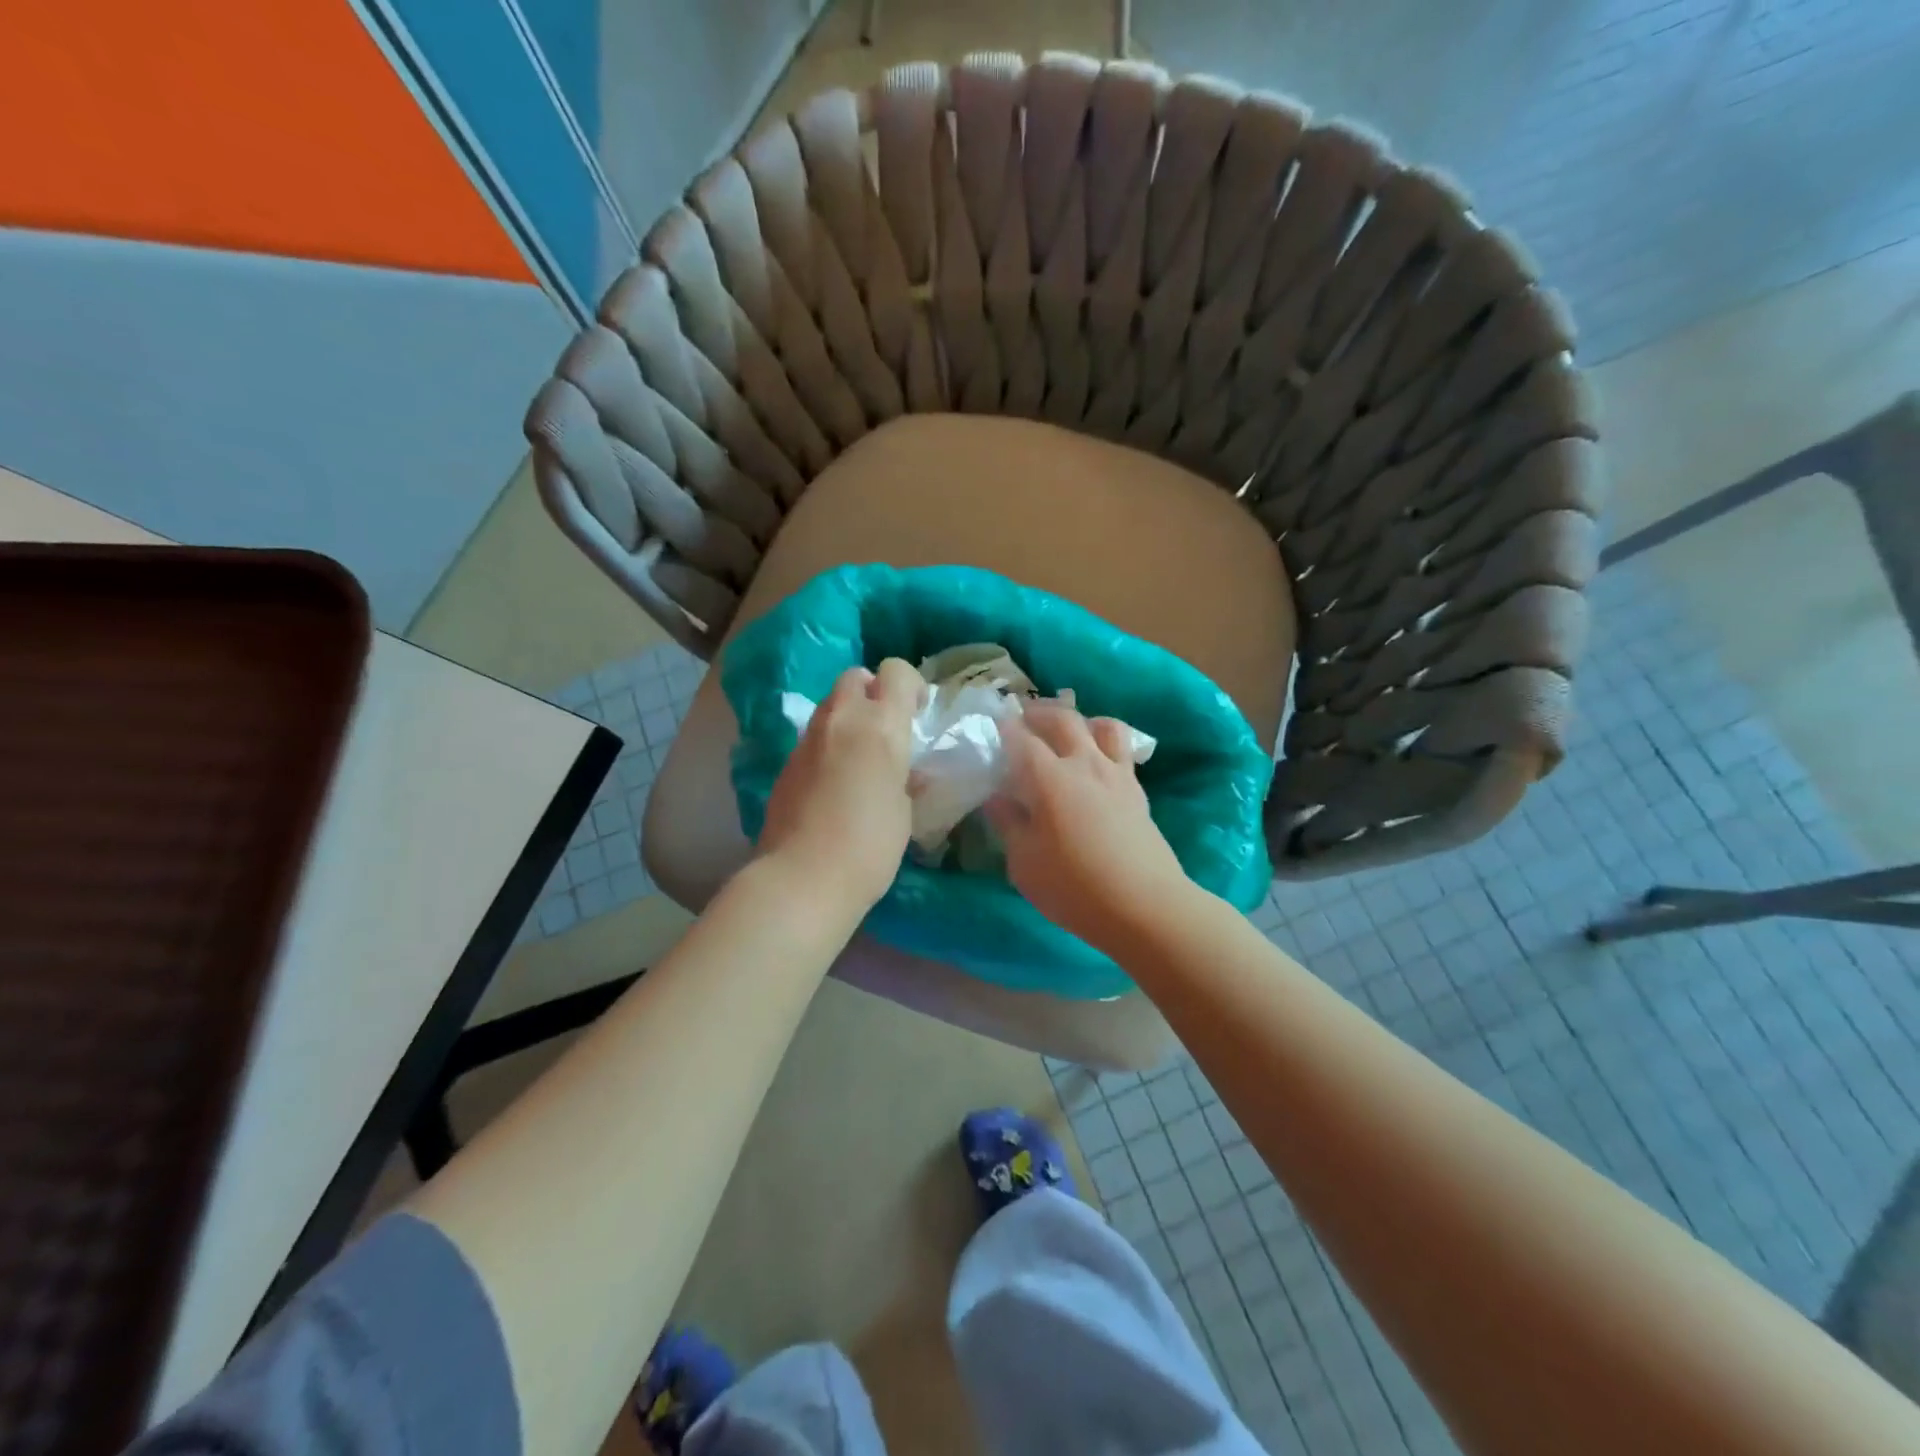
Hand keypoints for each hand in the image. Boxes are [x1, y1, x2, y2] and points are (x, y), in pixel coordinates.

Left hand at [758, 659, 921, 912]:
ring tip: (859, 757)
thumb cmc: (871, 846)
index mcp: (881, 726)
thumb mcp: (905, 810)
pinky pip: (813, 738)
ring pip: (830, 705)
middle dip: (872, 691)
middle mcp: (842, 720)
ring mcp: (808, 739)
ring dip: (848, 718)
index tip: (916, 712)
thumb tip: (906, 770)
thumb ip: (904, 776)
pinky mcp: (786, 762)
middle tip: (884, 727)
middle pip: (855, 676)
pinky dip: (827, 745)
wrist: (803, 876)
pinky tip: (833, 783)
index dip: (910, 685)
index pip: (896, 671)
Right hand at [985, 704, 1192, 952]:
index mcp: (1049, 778)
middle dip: (1039, 712)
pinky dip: (1105, 742)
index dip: (1003, 728)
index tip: (991, 725)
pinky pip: (1122, 748)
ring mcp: (1116, 774)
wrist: (1144, 906)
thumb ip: (1009, 824)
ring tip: (1068, 732)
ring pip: (1101, 725)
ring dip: (1081, 720)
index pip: (1020, 738)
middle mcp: (1084, 764)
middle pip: (1063, 718)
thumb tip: (996, 798)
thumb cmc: (1074, 888)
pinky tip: (1095, 763)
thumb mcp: (1024, 863)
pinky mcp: (1137, 790)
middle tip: (1023, 719)